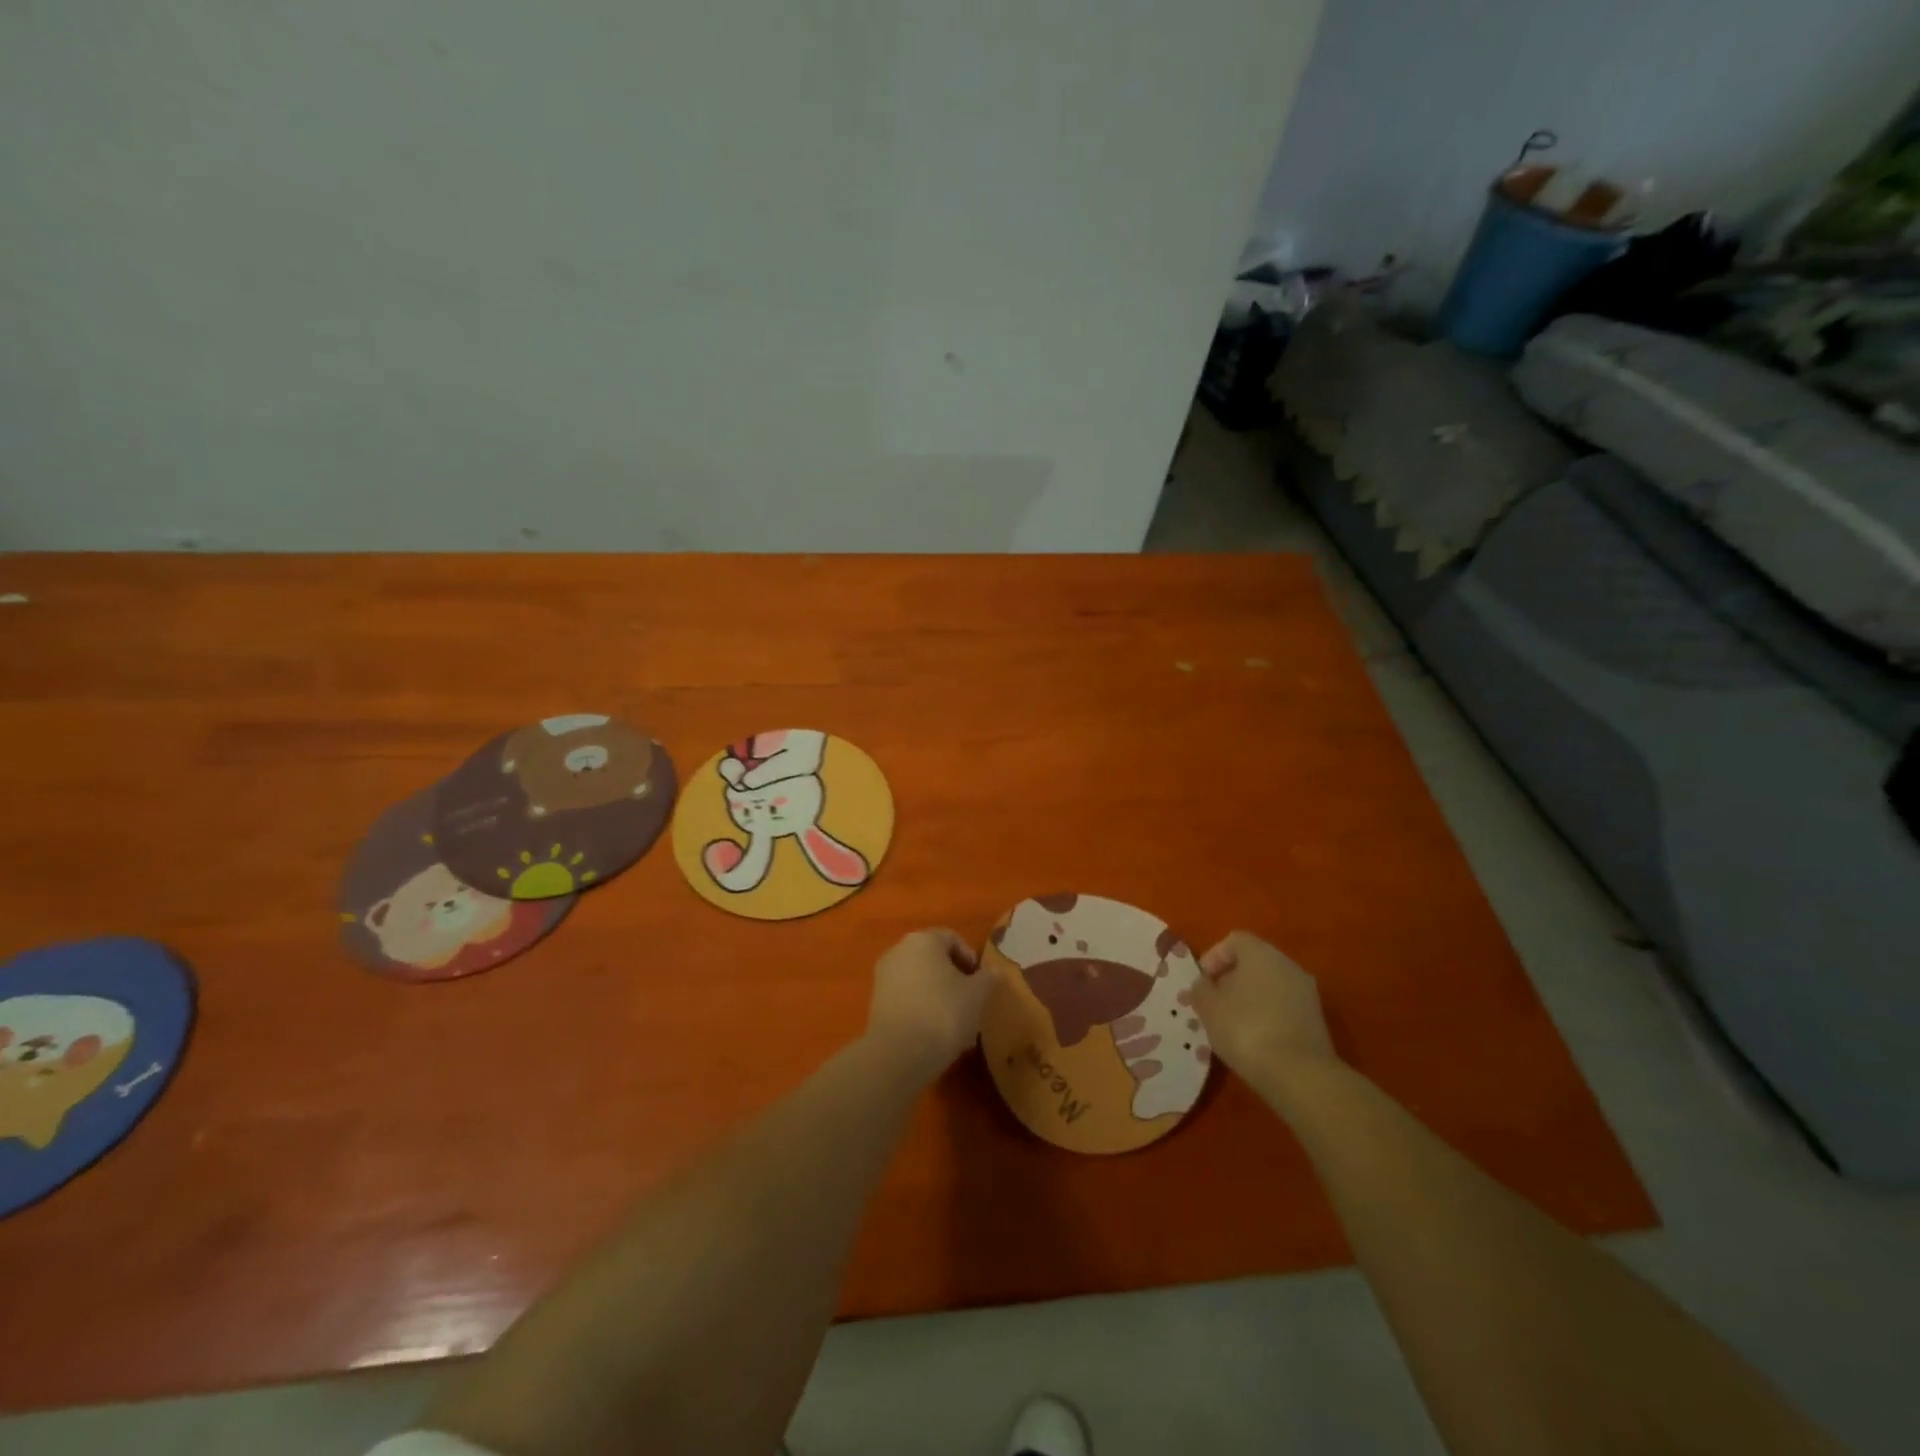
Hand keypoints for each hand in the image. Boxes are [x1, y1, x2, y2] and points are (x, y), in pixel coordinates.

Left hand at [865, 929, 993, 1079]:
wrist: (899, 1053)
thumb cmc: (943, 1013)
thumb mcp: (977, 995)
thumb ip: (988, 978)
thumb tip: (994, 971)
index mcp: (923, 940)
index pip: (952, 938)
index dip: (970, 957)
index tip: (980, 981)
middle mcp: (898, 950)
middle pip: (933, 957)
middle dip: (953, 976)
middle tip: (970, 1000)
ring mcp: (883, 976)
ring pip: (919, 978)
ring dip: (937, 993)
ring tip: (954, 1020)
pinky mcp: (876, 1002)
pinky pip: (906, 997)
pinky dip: (920, 1007)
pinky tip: (933, 1031)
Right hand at [1191, 931, 1337, 1080]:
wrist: (1299, 1074)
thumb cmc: (1245, 1029)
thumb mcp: (1209, 1008)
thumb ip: (1200, 989)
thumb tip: (1204, 984)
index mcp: (1261, 953)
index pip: (1234, 940)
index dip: (1214, 957)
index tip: (1203, 982)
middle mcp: (1287, 964)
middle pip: (1254, 962)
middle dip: (1231, 979)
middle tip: (1215, 1003)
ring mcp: (1306, 992)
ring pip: (1270, 985)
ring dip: (1250, 998)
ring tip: (1233, 1025)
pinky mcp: (1316, 1019)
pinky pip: (1284, 1006)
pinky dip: (1268, 1015)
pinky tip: (1256, 1039)